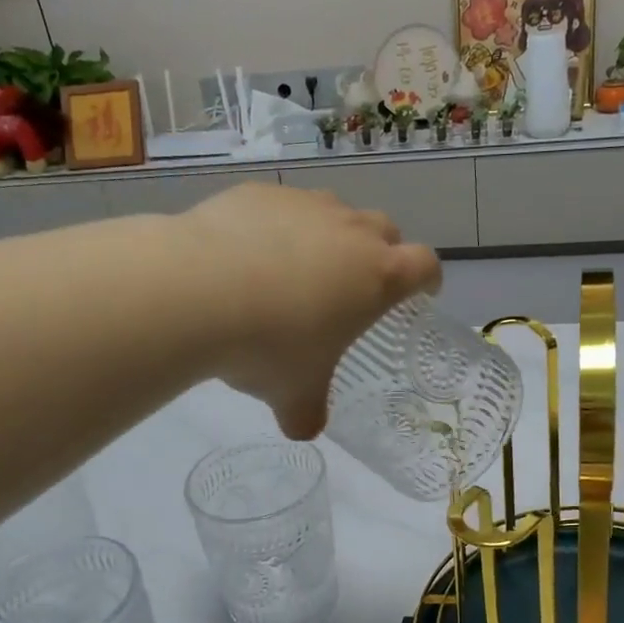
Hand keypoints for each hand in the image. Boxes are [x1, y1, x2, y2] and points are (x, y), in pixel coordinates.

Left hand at [178, 184, 440, 438]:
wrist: (196, 291)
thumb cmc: (267, 346)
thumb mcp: (293, 393)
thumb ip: (307, 412)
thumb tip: (303, 428)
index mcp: (376, 276)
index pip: (424, 265)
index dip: (427, 279)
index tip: (420, 293)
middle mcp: (349, 230)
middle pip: (384, 229)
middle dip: (380, 253)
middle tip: (356, 285)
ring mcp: (304, 205)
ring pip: (334, 211)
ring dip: (329, 235)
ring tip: (297, 268)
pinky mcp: (259, 194)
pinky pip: (281, 207)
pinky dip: (277, 226)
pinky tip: (247, 254)